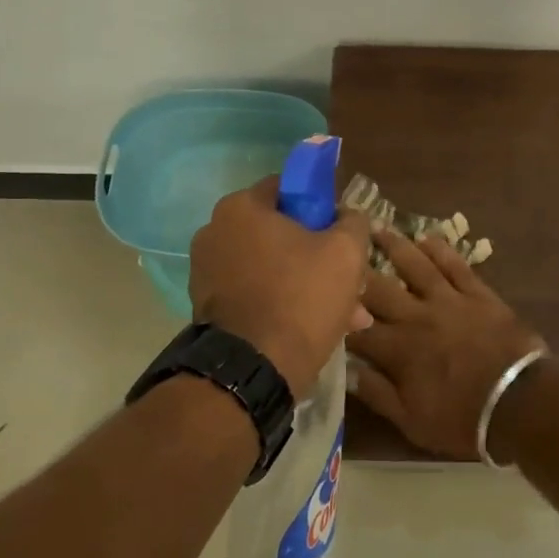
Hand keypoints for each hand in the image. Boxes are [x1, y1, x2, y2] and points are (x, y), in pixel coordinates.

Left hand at [188, 178, 372, 396]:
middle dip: (319, 255)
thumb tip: (348, 216)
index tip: (343, 233)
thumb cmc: (301, 297)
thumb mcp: (346, 252)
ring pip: (272, 267)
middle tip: (349, 282)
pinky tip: (314, 327)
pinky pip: (256, 293)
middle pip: (281, 232)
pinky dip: (283, 303)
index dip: (322, 206)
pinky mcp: (207, 306)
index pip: (289, 188)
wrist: (254, 369)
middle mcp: (214, 232)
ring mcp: (206, 271)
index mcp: (241, 207)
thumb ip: (352, 222)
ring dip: (306, 284)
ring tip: (344, 314)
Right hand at [347, 229, 547, 459]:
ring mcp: (449, 300)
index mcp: (398, 350)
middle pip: (378, 288)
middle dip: (356, 269)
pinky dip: (440, 249)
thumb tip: (346, 370)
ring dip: (394, 245)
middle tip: (339, 246)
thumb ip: (377, 393)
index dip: (337, 313)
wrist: (521, 403)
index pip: (357, 327)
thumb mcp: (412, 422)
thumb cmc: (463, 420)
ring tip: (376, 227)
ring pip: (415, 265)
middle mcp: (417, 317)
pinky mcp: (478, 294)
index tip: (321, 298)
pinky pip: (456, 265)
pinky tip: (426, 237)